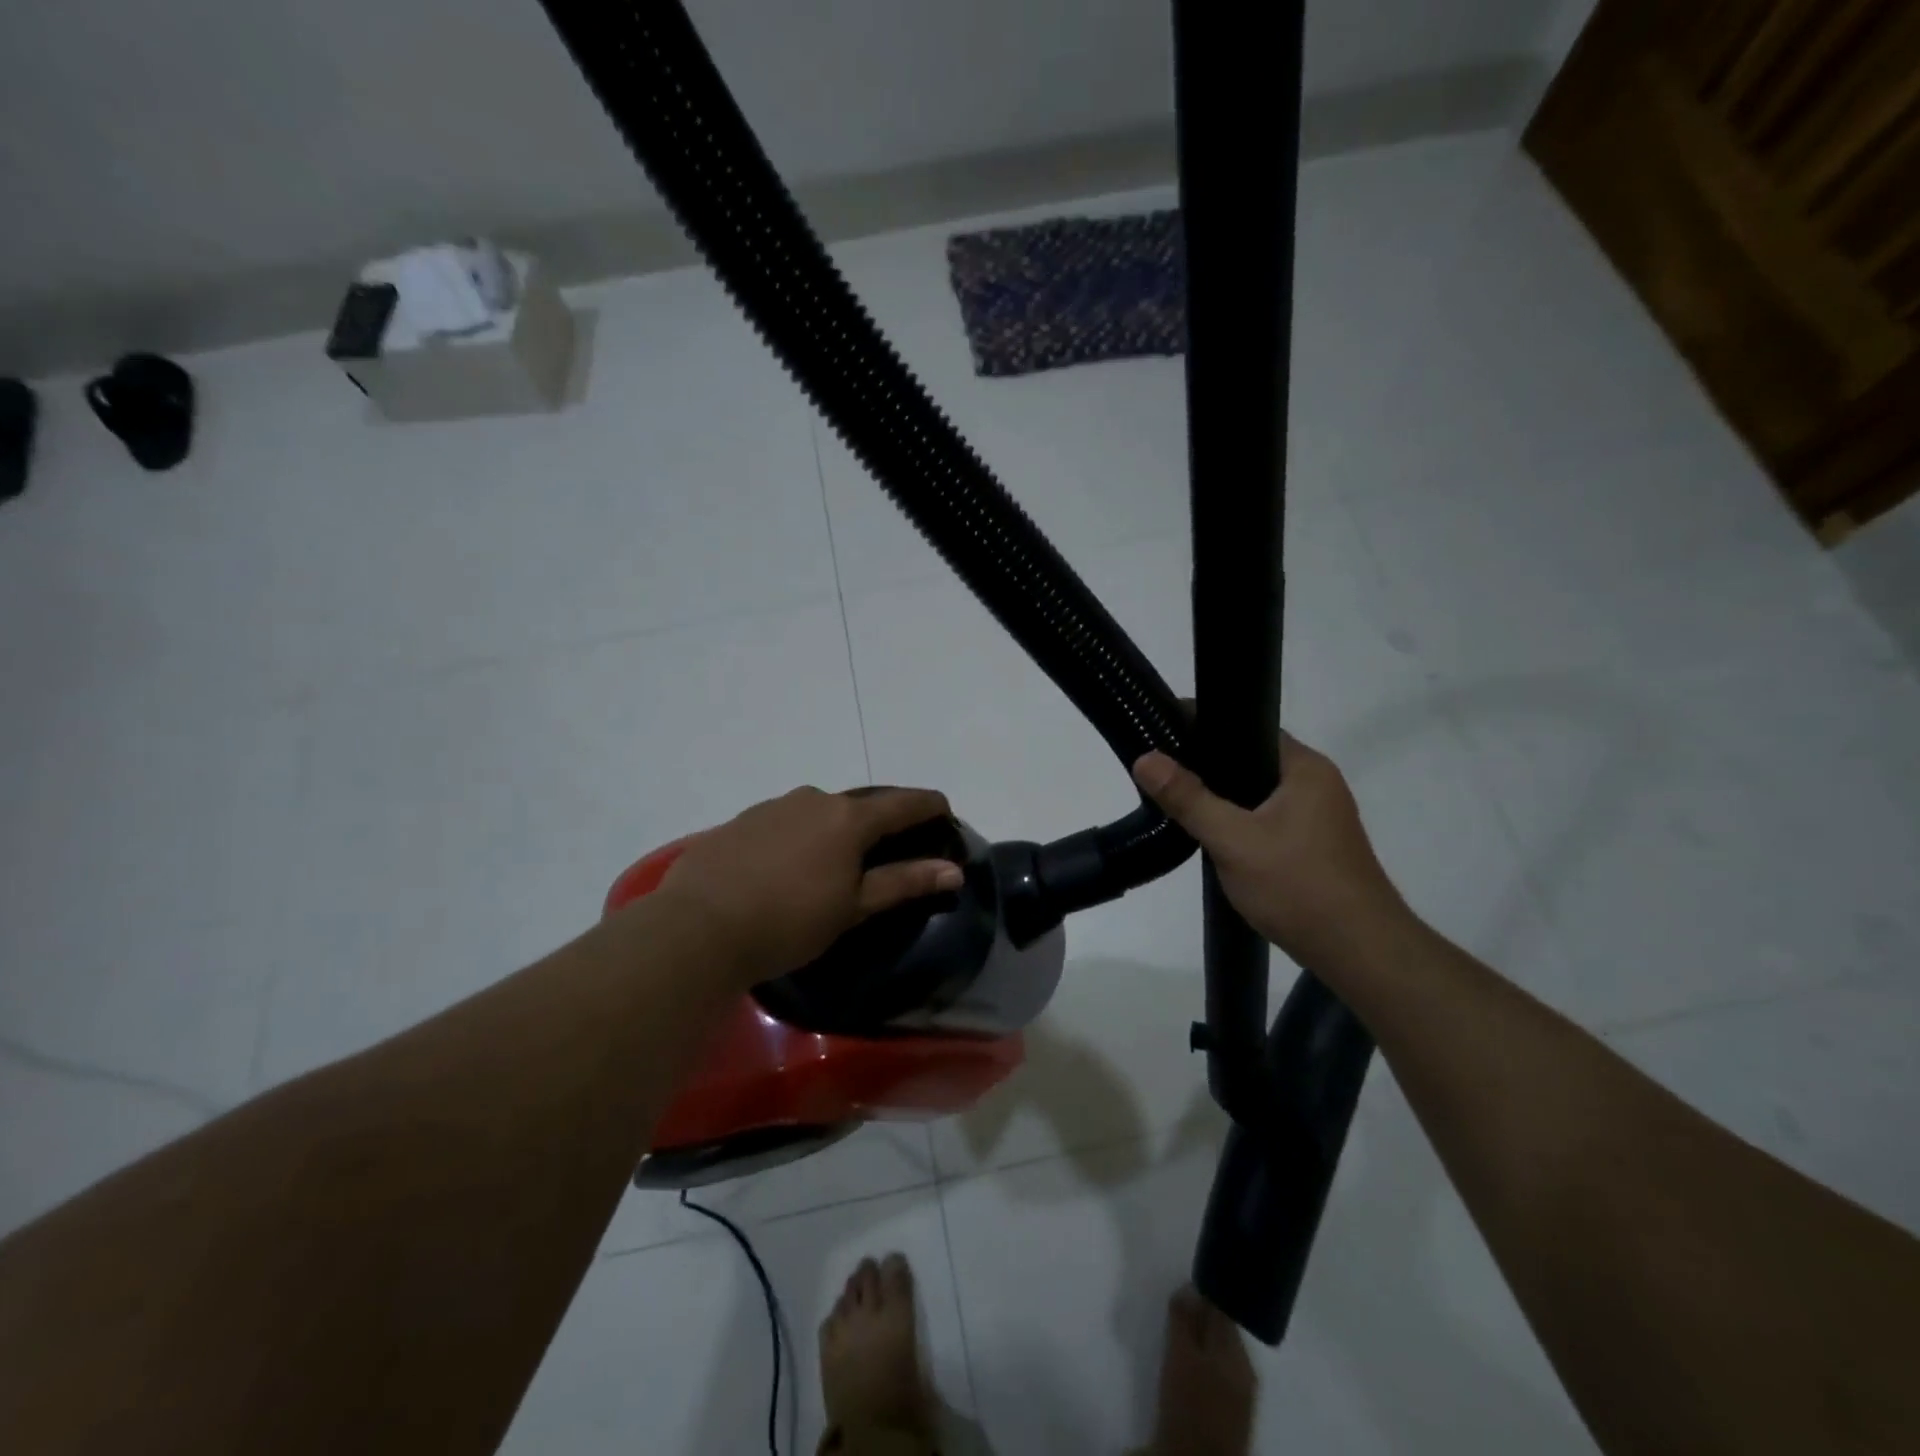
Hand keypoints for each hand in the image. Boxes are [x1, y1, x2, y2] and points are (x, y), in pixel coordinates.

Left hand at [654, 786, 962, 983]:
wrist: (697, 927)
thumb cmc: (788, 921)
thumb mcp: (852, 908)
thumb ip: (903, 882)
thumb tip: (952, 869)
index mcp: (847, 817)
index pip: (904, 802)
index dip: (930, 806)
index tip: (945, 815)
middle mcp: (812, 798)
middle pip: (860, 805)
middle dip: (879, 825)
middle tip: (886, 855)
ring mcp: (771, 806)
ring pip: (818, 813)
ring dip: (833, 832)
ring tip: (830, 868)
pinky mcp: (739, 822)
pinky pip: (783, 823)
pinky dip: (797, 839)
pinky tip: (783, 871)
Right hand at [1133, 735, 1409, 969]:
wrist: (1360, 954)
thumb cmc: (1299, 887)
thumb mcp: (1233, 840)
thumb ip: (1188, 798)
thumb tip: (1144, 758)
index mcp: (1305, 768)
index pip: (1248, 728)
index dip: (1205, 728)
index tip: (1162, 733)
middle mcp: (1317, 783)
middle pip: (1251, 761)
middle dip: (1208, 767)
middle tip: (1162, 772)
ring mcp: (1319, 817)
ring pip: (1258, 794)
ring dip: (1223, 799)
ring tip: (1178, 802)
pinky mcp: (1315, 846)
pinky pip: (1267, 818)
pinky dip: (1239, 822)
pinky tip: (1213, 836)